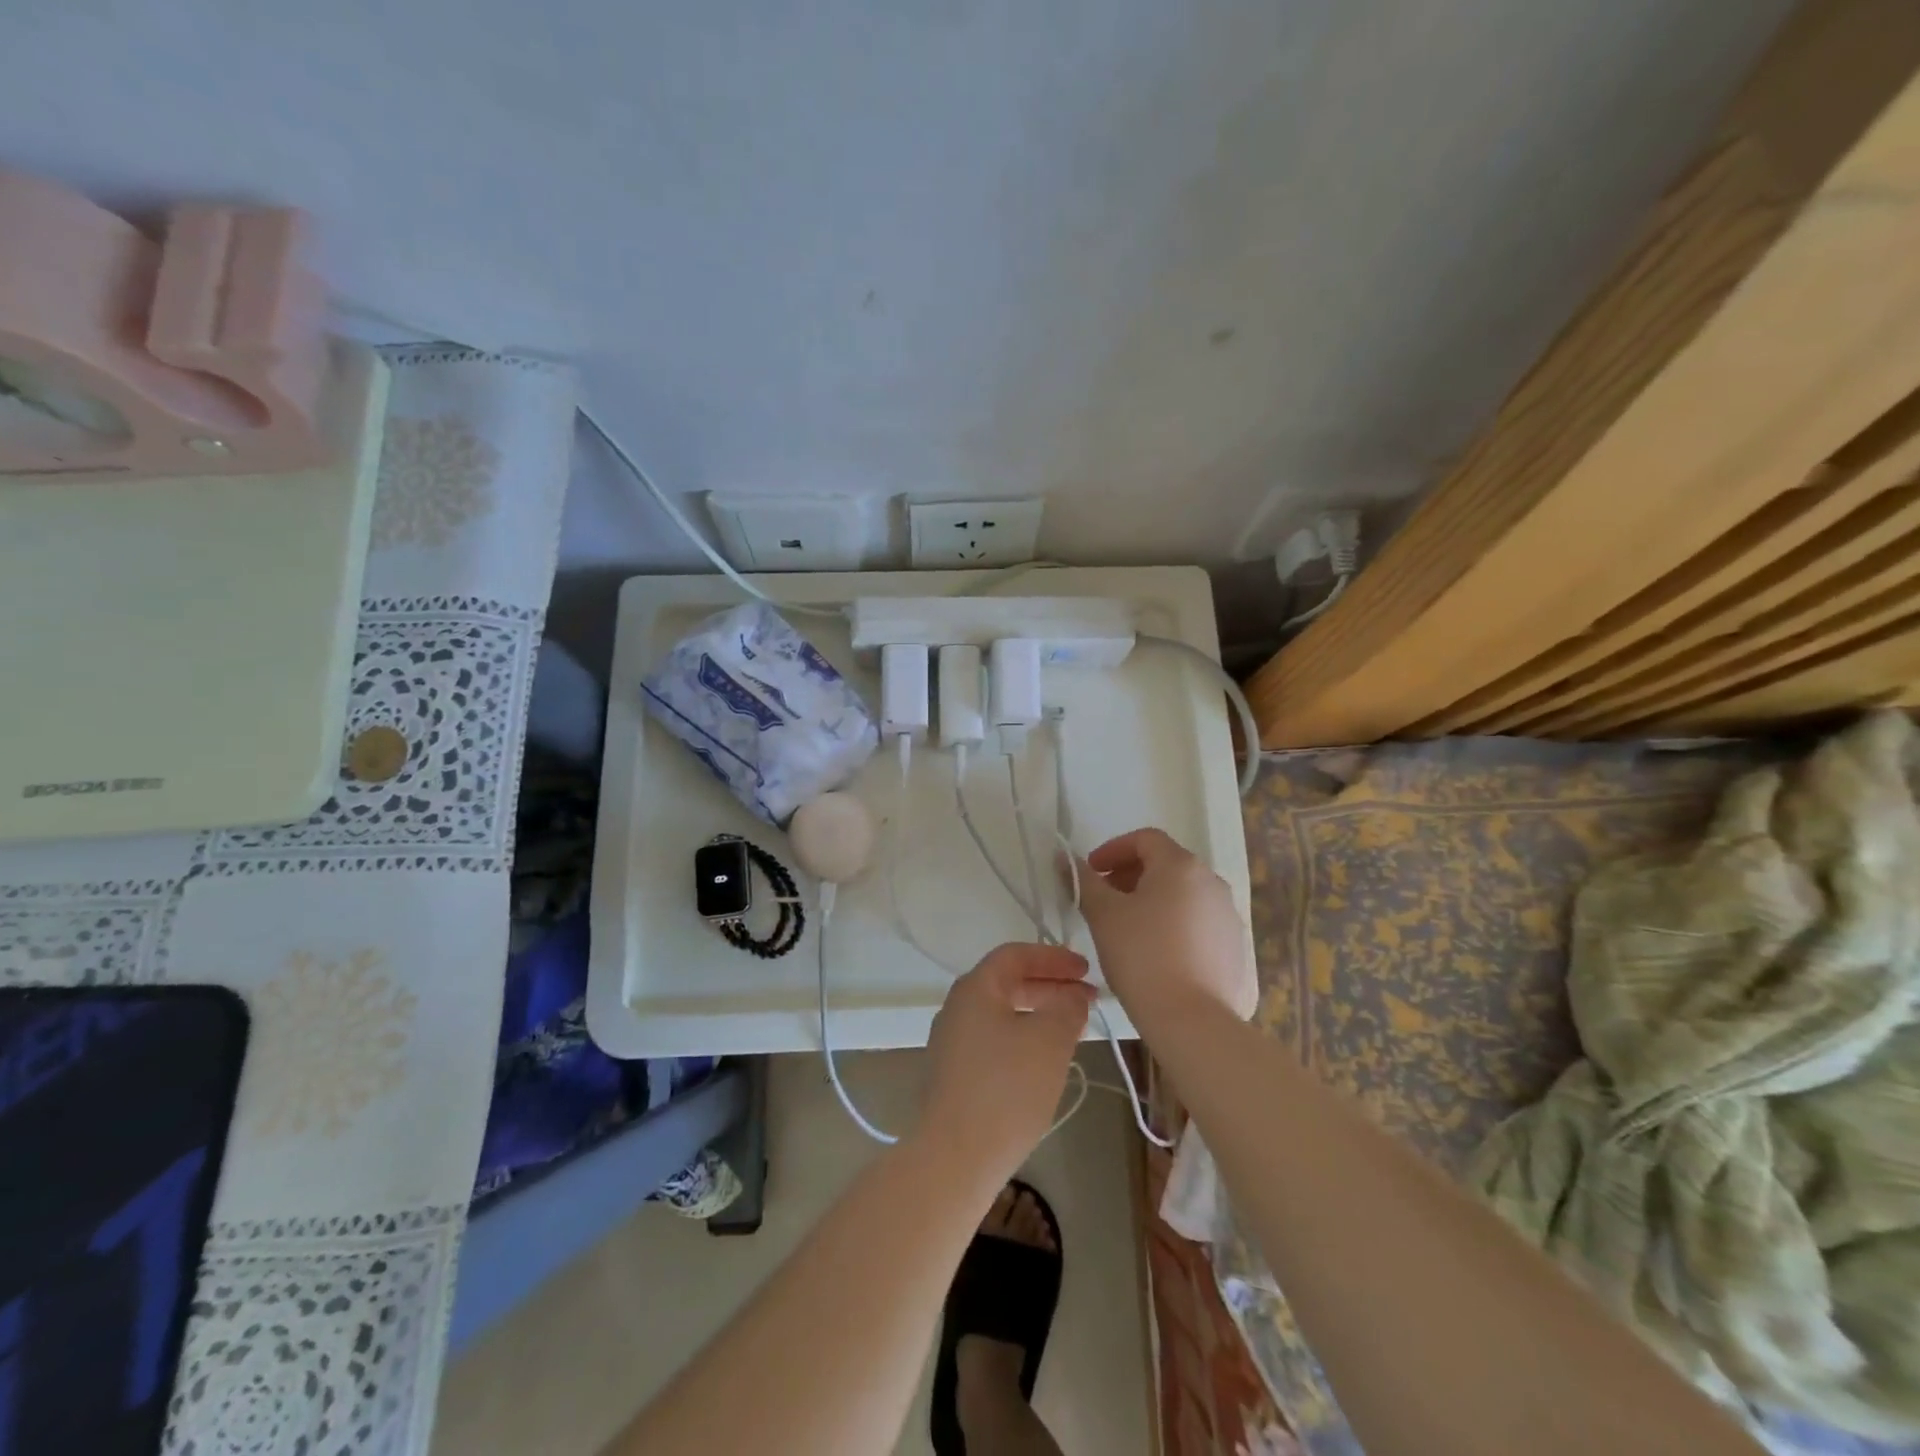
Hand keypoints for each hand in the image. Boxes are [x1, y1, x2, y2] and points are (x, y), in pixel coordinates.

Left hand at [921, 943, 1093, 1181]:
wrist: (955, 1158)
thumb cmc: (1006, 1088)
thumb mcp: (1050, 1040)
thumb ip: (1067, 1007)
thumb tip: (1072, 996)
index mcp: (974, 988)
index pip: (1015, 955)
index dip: (1053, 957)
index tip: (1086, 970)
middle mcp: (957, 1008)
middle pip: (1008, 983)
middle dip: (1050, 986)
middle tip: (1087, 999)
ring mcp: (952, 1043)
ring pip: (1003, 1014)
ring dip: (1039, 1014)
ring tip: (1074, 1029)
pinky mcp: (954, 1075)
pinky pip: (995, 1041)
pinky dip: (1024, 1038)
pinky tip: (1045, 1062)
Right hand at [1077, 827, 1254, 1029]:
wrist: (1193, 1021)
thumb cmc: (1142, 956)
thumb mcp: (1103, 915)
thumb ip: (1084, 881)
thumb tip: (1065, 858)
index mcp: (1181, 866)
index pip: (1145, 839)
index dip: (1113, 849)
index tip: (1091, 872)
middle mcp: (1212, 882)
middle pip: (1167, 865)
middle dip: (1131, 876)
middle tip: (1105, 900)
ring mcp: (1230, 916)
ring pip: (1185, 896)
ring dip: (1154, 901)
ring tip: (1130, 929)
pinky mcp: (1237, 949)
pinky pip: (1200, 924)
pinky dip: (1176, 926)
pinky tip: (1158, 955)